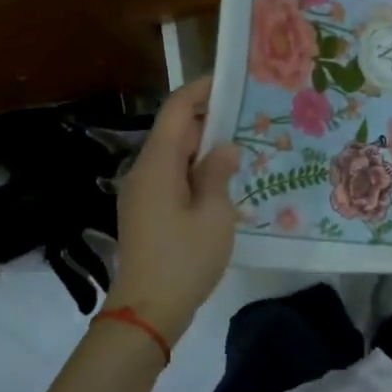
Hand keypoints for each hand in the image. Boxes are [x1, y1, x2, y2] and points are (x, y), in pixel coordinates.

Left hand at [104, 78, 240, 346]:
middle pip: (175, 130)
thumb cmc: (184, 259)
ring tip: (243, 143)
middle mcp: (144, 171)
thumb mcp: (214, 215)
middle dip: (209, 117)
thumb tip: (224, 147)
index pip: (177, 110)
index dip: (201, 90)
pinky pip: (173, 177)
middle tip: (249, 113)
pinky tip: (224, 180)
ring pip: (174, 155)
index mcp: (157, 164)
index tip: (232, 80)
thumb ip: (218, 174)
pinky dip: (196, 170)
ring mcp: (142, 193)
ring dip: (205, 146)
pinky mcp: (146, 212)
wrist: (147, 312)